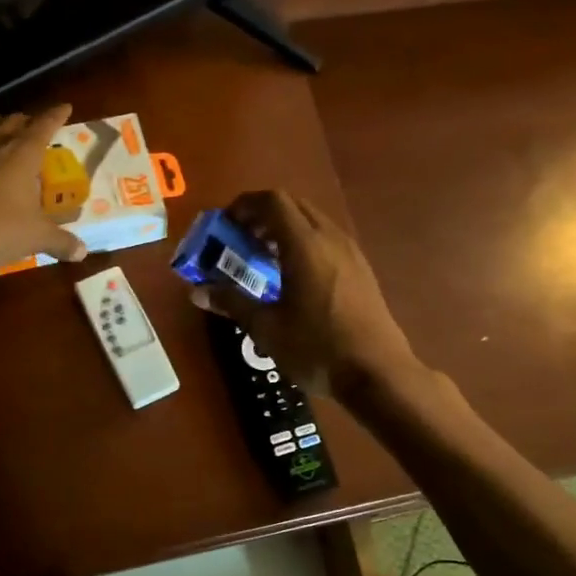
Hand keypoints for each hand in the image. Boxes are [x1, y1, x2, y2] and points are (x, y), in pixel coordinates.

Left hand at [0, 105, 87, 272]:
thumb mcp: (36, 238)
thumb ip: (61, 242)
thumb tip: (82, 252)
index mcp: (22, 152)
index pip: (45, 124)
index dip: (57, 115)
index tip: (66, 107)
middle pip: (13, 121)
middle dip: (26, 122)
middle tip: (34, 129)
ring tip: (3, 135)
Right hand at [187, 190, 418, 397]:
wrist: (378, 374)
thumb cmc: (317, 348)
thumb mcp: (267, 328)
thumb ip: (232, 302)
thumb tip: (197, 291)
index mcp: (305, 244)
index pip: (272, 201)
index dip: (244, 205)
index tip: (224, 225)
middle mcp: (330, 238)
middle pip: (293, 206)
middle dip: (262, 216)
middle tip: (240, 241)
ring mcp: (351, 253)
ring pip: (312, 222)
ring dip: (284, 230)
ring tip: (263, 259)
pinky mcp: (361, 270)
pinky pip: (327, 240)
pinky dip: (304, 244)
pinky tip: (293, 278)